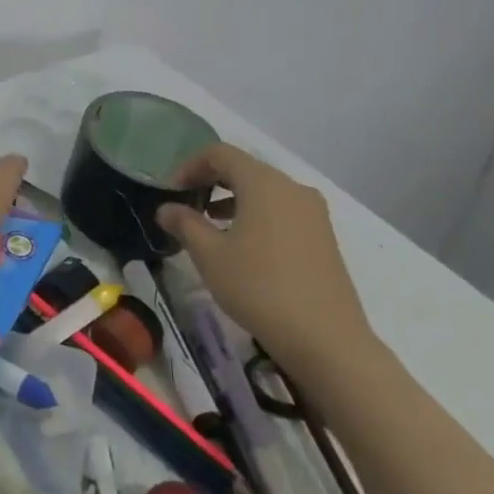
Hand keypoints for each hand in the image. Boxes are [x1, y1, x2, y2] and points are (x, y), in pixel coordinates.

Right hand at [155, 143, 376, 382]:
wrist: (327, 340)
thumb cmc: (259, 288)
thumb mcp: (210, 256)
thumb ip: (185, 224)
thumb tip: (166, 208)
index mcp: (264, 183)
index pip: (220, 153)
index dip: (190, 165)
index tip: (171, 191)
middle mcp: (292, 187)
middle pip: (244, 168)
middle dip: (211, 180)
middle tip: (186, 203)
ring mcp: (313, 212)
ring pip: (265, 190)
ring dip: (233, 198)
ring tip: (209, 224)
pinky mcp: (323, 236)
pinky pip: (282, 210)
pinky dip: (256, 214)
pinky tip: (242, 244)